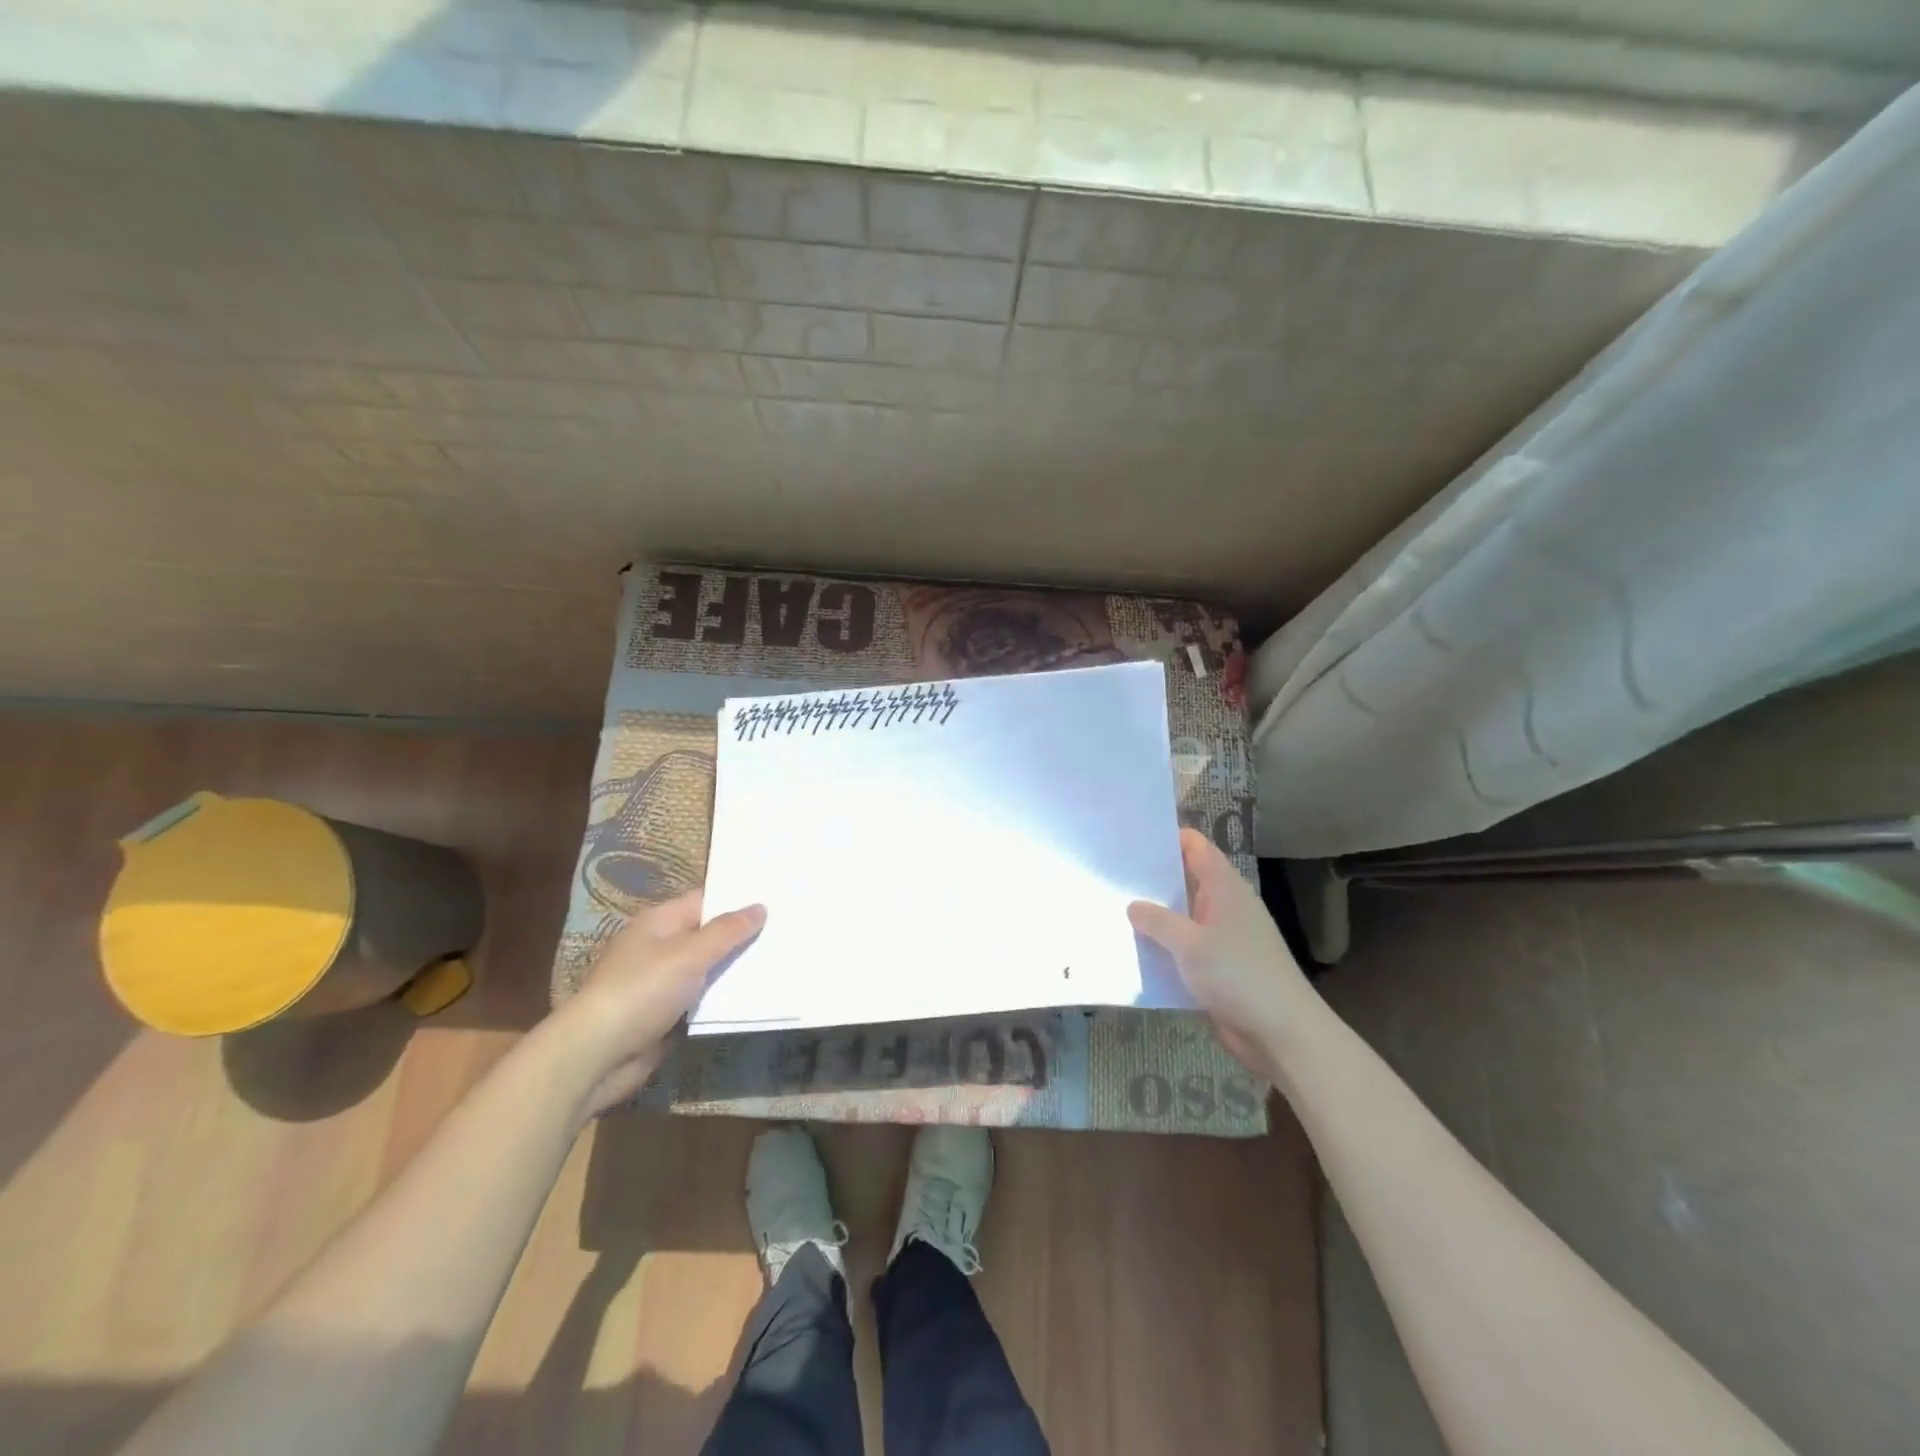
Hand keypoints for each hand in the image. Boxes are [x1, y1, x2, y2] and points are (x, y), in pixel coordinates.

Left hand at [548, 890, 765, 1117]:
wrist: (596, 1056)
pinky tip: (758, 997)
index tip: (778, 896)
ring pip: (709, 969)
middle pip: (709, 934)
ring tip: (784, 960)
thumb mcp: (689, 954)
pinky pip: (703, 1000)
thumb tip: (759, 907)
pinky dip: (724, 999)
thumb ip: (727, 931)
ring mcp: (662, 983)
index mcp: (659, 922)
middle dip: (744, 935)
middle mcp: (660, 947)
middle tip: (790, 928)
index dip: (739, 897)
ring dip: (737, 969)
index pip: (706, 899)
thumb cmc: (641, 991)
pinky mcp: (666, 1016)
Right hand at [1128, 829, 1312, 1076]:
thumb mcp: (1190, 944)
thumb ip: (1158, 921)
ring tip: (1111, 909)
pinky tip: (1132, 951)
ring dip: (1154, 917)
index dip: (1165, 838)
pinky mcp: (1217, 968)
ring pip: (1182, 916)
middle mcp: (1224, 906)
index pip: (1194, 846)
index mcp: (1224, 887)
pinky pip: (1184, 948)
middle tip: (1110, 874)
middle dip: (1151, 878)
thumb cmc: (1238, 975)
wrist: (1281, 1033)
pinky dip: (1163, 948)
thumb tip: (1132, 905)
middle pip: (1184, 880)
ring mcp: (1222, 938)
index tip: (1129, 838)